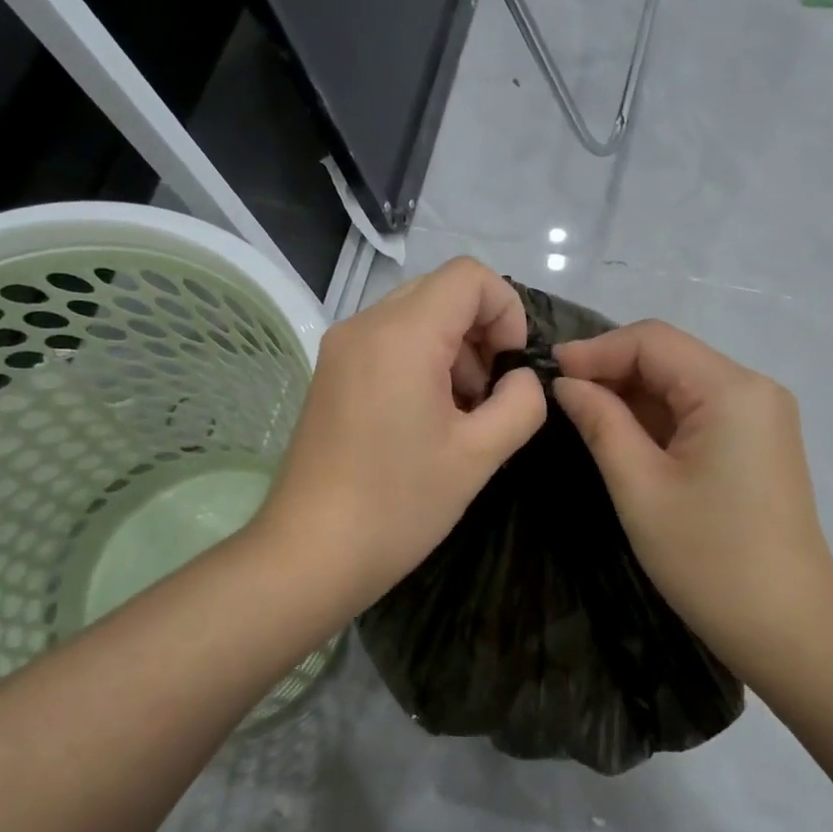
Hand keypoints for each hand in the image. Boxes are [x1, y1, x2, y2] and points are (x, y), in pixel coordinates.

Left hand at [254, 257, 546, 614]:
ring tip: (462, 415)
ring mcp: (341, 349)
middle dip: (481, 333)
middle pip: (442, 291)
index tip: (511, 368)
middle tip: (490, 396)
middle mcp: (364, 325)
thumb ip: (520, 402)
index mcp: (401, 335)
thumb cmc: (399, 505)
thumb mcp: (479, 455)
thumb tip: (521, 378)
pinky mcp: (331, 375)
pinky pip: (389, 344)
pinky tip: (428, 420)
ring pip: (416, 317)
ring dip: (454, 351)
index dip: (507, 311)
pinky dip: (422, 364)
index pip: (469, 276)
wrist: (310, 555)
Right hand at [552, 322, 832, 674]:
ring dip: (633, 395)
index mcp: (731, 390)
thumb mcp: (640, 487)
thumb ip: (601, 423)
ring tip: (583, 417)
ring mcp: (761, 416)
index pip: (653, 341)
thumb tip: (566, 383)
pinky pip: (700, 411)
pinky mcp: (758, 443)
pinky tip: (625, 436)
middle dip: (613, 371)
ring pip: (683, 384)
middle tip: (560, 398)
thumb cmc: (708, 558)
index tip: (548, 372)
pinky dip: (659, 418)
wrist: (787, 626)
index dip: (597, 350)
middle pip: (671, 357)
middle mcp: (754, 389)